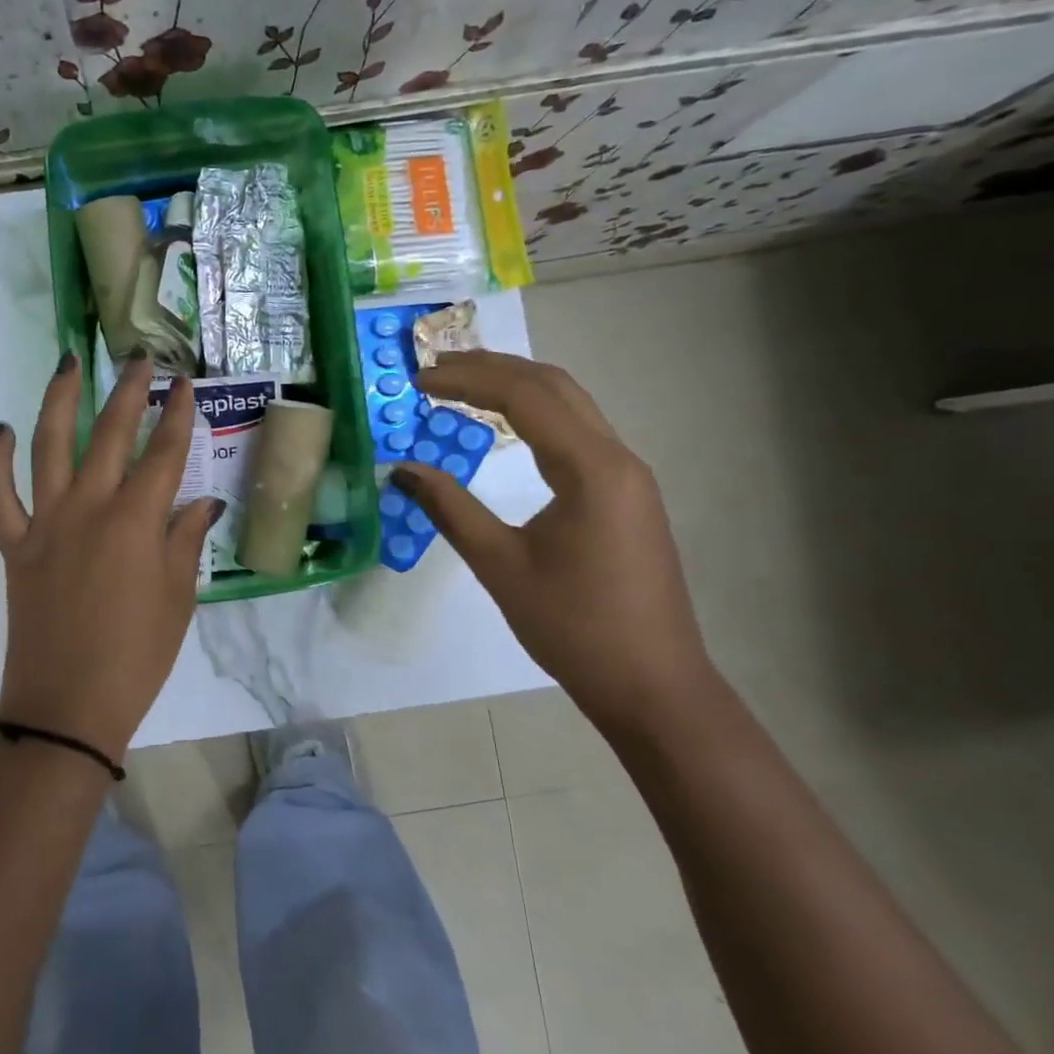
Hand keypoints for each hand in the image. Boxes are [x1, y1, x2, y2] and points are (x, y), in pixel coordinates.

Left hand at [0, 352, 218, 759]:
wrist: (68, 705)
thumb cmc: (137, 656)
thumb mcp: (179, 599)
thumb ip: (187, 542)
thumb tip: (202, 503)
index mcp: (137, 522)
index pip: (164, 454)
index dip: (178, 416)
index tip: (185, 385)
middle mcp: (90, 508)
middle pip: (110, 434)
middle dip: (129, 391)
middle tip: (140, 360)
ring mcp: (46, 522)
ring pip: (49, 446)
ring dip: (59, 401)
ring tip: (68, 365)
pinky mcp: (15, 544)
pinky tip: (3, 431)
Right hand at [392, 351, 722, 736]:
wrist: (652, 686)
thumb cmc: (573, 627)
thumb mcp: (501, 565)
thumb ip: (450, 509)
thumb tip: (401, 469)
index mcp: (592, 468)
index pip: (524, 396)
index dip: (466, 379)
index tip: (418, 380)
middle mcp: (617, 458)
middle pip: (553, 386)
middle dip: (491, 368)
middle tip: (434, 370)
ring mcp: (627, 475)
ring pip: (569, 405)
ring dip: (515, 386)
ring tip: (460, 384)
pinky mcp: (625, 495)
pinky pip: (577, 432)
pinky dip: (534, 414)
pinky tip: (506, 425)